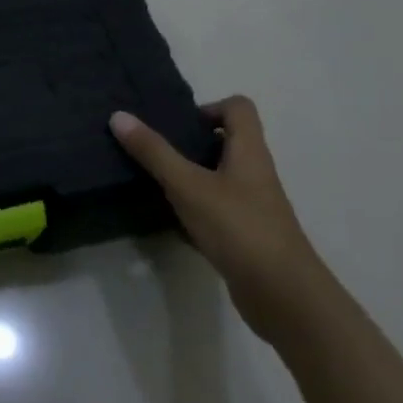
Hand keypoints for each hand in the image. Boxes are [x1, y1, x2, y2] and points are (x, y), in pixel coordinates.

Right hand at [111, 96, 324, 337]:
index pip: (239, 108)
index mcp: (249, 152)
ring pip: (221, 176)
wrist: (283, 295)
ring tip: (155, 181)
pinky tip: (170, 219)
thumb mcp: (188, 186)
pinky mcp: (247, 235)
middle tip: (155, 150)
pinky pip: (218, 209)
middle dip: (191, 142)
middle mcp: (255, 173)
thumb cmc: (238, 227)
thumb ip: (154, 152)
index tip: (178, 124)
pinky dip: (195, 208)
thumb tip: (119, 116)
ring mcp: (254, 206)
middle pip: (228, 141)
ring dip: (191, 175)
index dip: (209, 107)